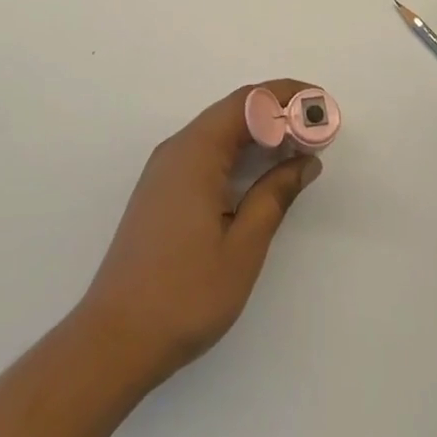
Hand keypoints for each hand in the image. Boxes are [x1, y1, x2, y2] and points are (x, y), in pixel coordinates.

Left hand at [76, 81, 322, 386]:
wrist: (114, 340)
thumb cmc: (184, 294)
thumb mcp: (243, 246)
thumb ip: (275, 196)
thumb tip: (305, 161)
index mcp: (195, 153)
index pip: (248, 101)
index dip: (287, 96)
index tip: (322, 106)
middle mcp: (176, 150)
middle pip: (233, 111)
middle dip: (278, 112)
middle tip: (319, 130)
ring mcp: (164, 170)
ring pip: (219, 132)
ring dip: (259, 133)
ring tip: (298, 149)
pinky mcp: (161, 191)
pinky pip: (206, 152)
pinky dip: (238, 152)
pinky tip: (260, 174)